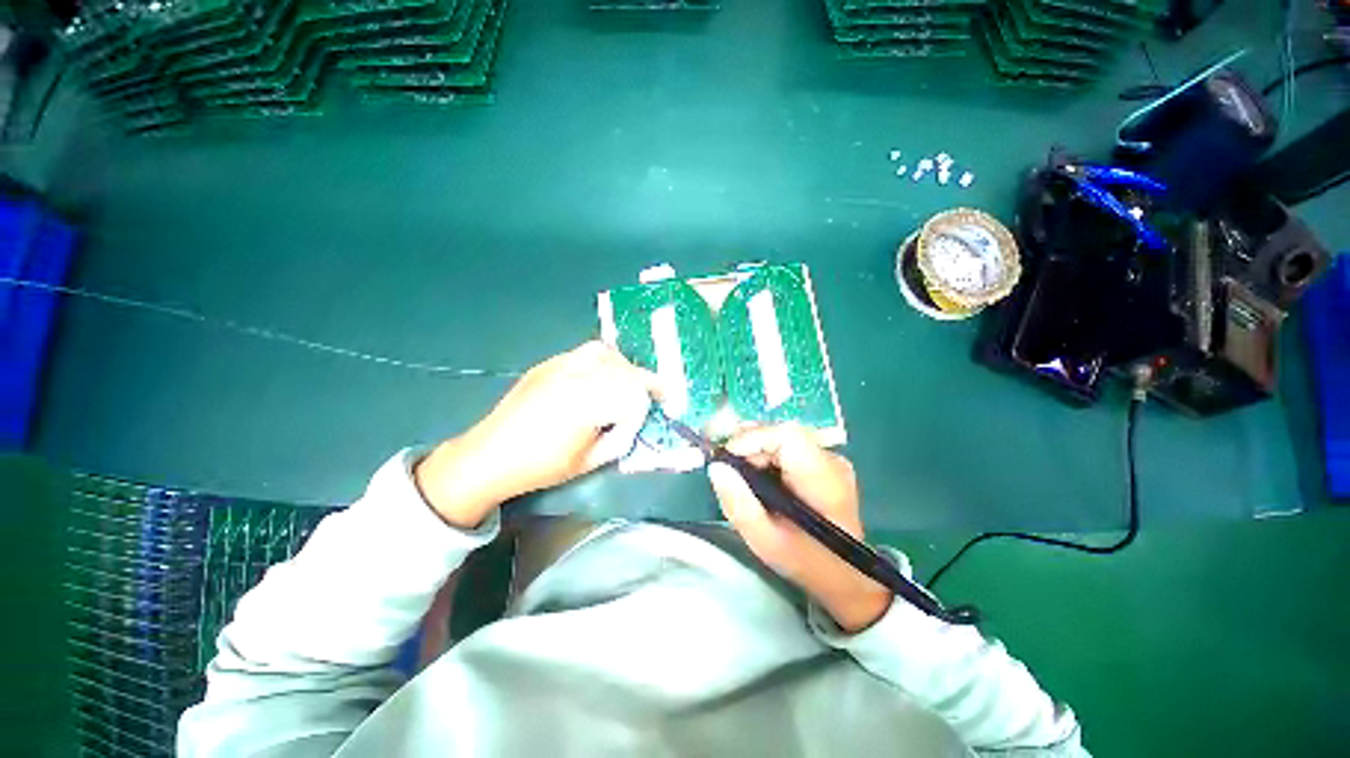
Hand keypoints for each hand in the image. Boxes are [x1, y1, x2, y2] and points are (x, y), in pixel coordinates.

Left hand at [415, 341, 660, 528]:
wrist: (488, 456)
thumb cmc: (540, 467)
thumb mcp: (589, 462)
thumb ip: (621, 438)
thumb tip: (636, 420)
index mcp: (588, 404)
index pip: (635, 392)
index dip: (654, 399)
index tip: (664, 404)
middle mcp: (577, 377)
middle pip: (624, 370)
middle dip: (643, 383)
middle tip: (652, 397)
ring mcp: (560, 366)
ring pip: (607, 354)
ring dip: (624, 367)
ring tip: (626, 384)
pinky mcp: (549, 364)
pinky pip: (585, 352)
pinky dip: (603, 361)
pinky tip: (601, 377)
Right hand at [708, 424, 891, 632]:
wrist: (844, 575)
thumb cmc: (804, 562)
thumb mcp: (763, 541)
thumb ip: (738, 503)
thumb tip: (716, 467)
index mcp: (822, 480)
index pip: (788, 436)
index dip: (753, 439)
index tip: (728, 460)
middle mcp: (832, 460)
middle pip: (783, 432)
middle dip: (751, 445)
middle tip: (731, 470)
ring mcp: (832, 459)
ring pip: (784, 436)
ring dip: (758, 450)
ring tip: (745, 477)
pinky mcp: (826, 462)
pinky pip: (791, 446)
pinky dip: (769, 455)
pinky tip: (762, 477)